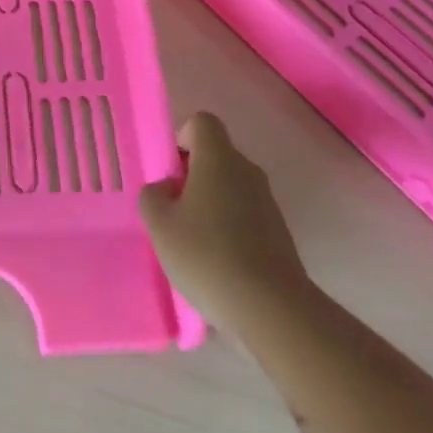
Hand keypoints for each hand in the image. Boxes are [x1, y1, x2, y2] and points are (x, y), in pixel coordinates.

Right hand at [139, 113, 316, 328]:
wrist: (272, 310)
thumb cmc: (207, 255)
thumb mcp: (160, 224)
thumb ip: (153, 196)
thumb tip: (167, 189)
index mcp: (219, 158)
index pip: (202, 122)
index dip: (181, 138)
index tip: (170, 173)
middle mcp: (247, 171)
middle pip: (216, 156)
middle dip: (191, 176)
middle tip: (172, 211)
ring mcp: (268, 203)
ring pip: (230, 187)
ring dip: (209, 204)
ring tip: (192, 243)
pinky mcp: (279, 234)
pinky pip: (245, 215)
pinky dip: (228, 229)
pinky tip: (216, 264)